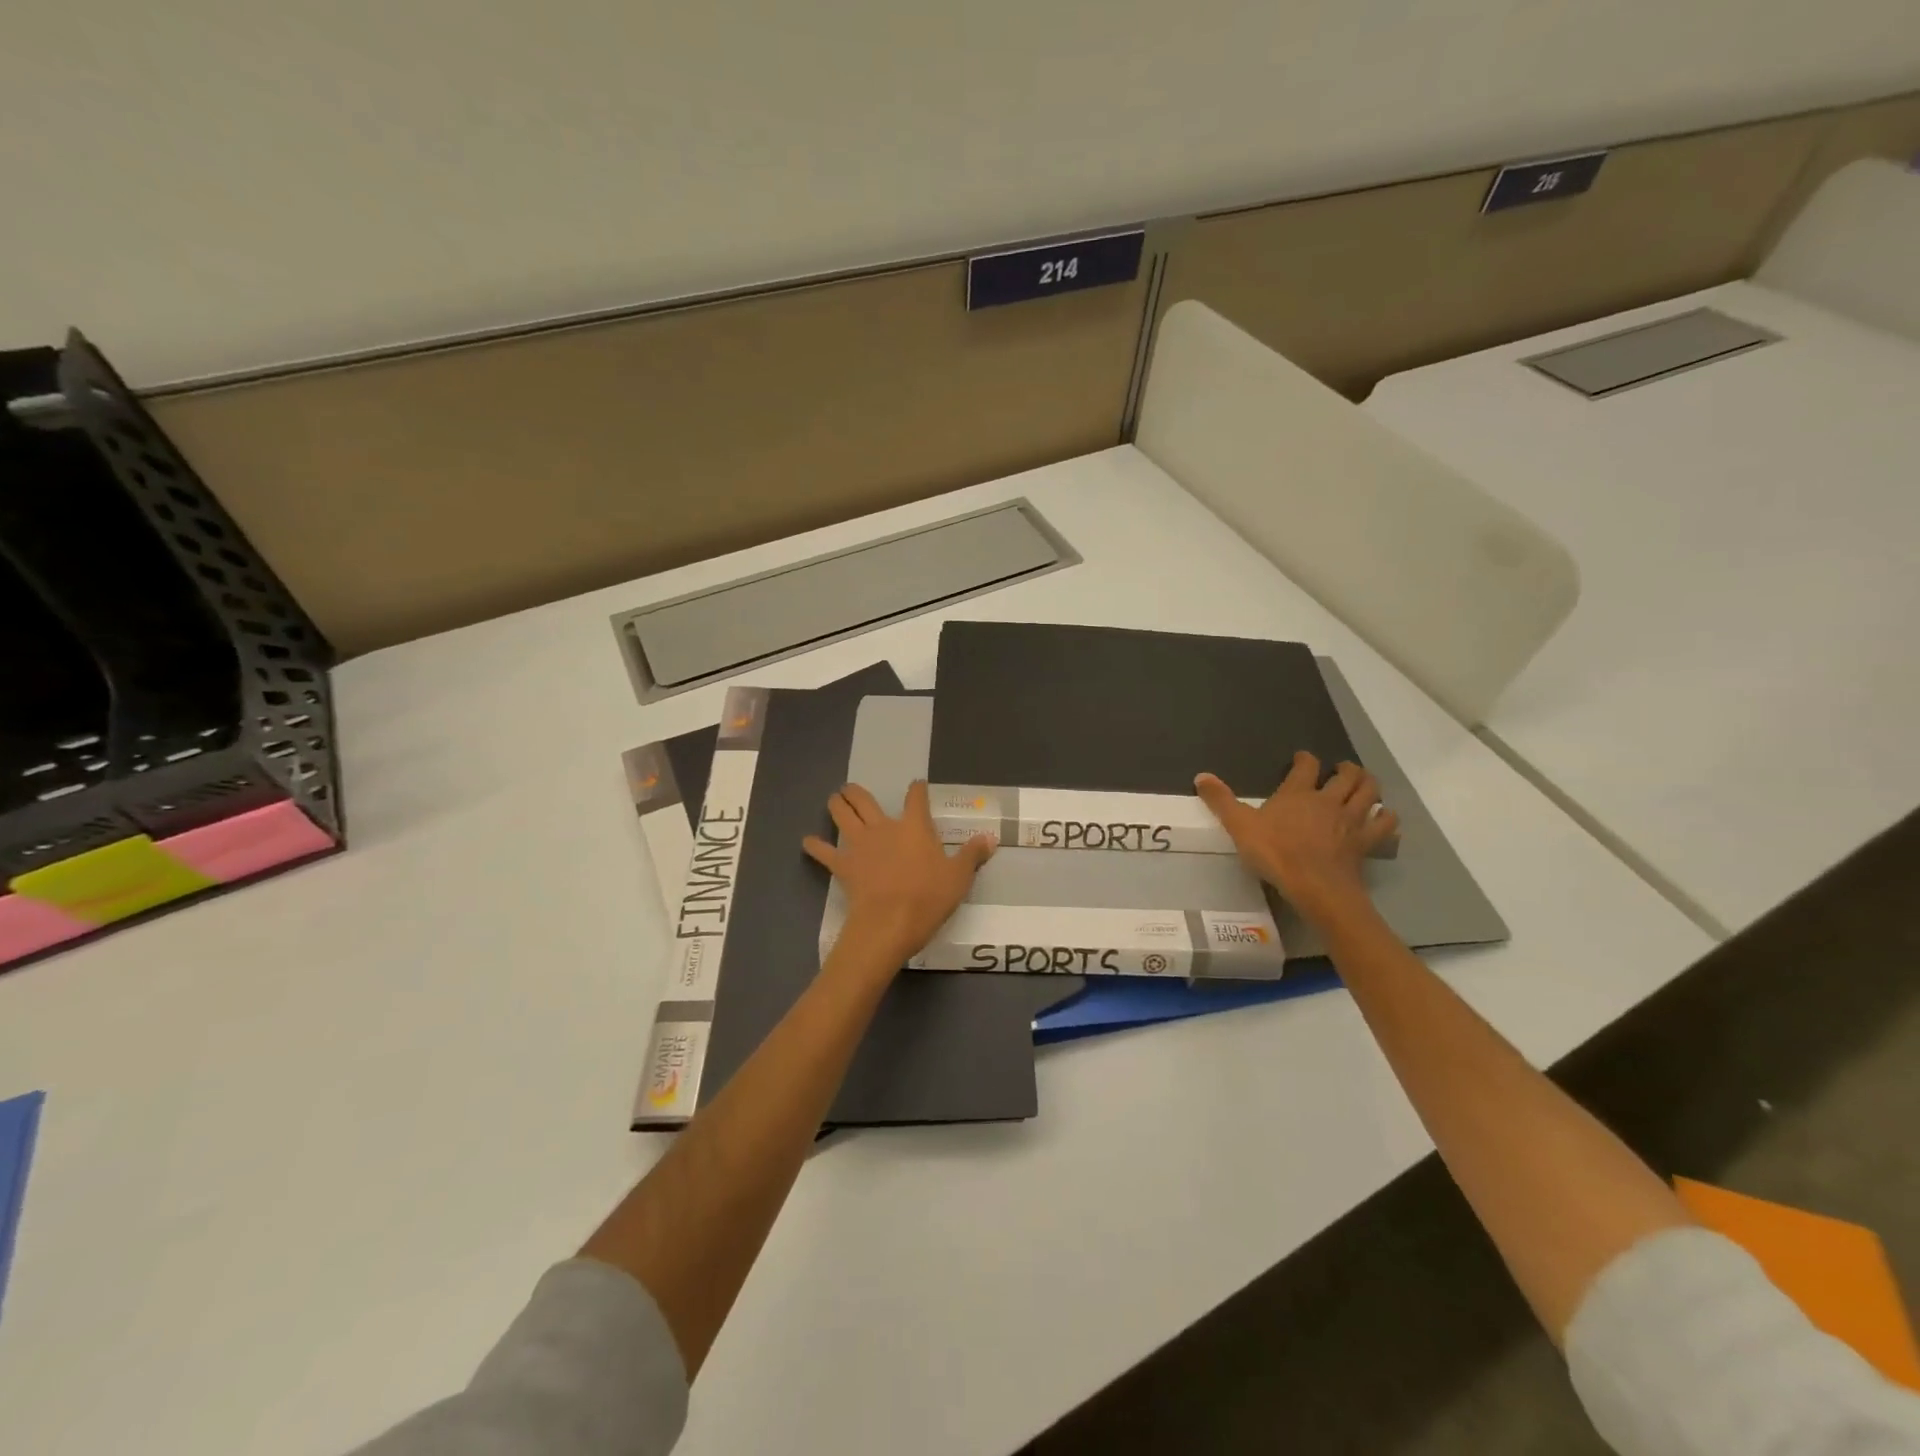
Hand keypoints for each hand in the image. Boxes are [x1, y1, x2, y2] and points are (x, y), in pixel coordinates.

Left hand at [803, 780, 994, 968]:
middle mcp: (883, 827)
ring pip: (842, 815)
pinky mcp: (842, 866)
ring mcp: (859, 845)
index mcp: (913, 826)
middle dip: (857, 791)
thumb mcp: (959, 877)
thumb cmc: (928, 898)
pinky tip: (807, 842)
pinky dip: (815, 846)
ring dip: (836, 805)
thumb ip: (973, 855)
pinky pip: (824, 852)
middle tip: (852, 789)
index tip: (917, 785)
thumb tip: (990, 838)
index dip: (917, 789)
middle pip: (864, 799)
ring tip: (833, 800)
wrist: (889, 923)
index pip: (916, 798)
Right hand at [1194, 751, 1397, 928]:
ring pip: (1369, 793)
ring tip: (1365, 783)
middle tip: (1342, 769)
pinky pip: (1384, 824)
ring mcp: (1351, 821)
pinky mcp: (1365, 842)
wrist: (1315, 886)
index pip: (1306, 766)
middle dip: (1346, 768)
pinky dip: (1387, 817)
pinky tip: (1384, 817)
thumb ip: (1221, 800)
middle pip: (1347, 776)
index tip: (1303, 758)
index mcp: (1298, 793)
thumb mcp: (1239, 826)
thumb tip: (1200, 776)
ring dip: (1369, 784)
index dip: (1305, 759)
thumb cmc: (1275, 853)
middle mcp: (1328, 801)